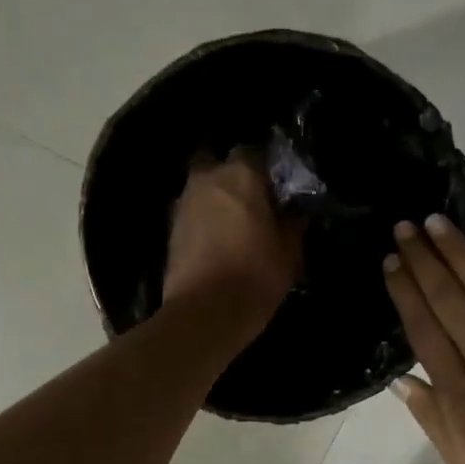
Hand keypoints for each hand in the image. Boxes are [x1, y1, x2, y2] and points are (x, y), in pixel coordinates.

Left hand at [163, 149, 302, 325]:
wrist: (205, 312)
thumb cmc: (256, 275)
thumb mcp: (289, 252)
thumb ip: (292, 224)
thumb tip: (294, 212)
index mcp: (242, 175)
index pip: (255, 151)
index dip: (266, 166)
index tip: (277, 185)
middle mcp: (208, 179)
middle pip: (218, 161)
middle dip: (231, 174)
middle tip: (251, 198)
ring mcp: (184, 202)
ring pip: (201, 187)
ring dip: (215, 197)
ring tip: (234, 222)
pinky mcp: (170, 229)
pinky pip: (191, 212)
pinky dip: (202, 219)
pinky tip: (217, 240)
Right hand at [383, 218, 464, 463]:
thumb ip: (432, 418)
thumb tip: (401, 380)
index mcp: (458, 392)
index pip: (422, 329)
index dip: (404, 292)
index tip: (390, 261)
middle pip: (448, 300)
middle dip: (423, 260)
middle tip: (406, 226)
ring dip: (461, 254)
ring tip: (439, 223)